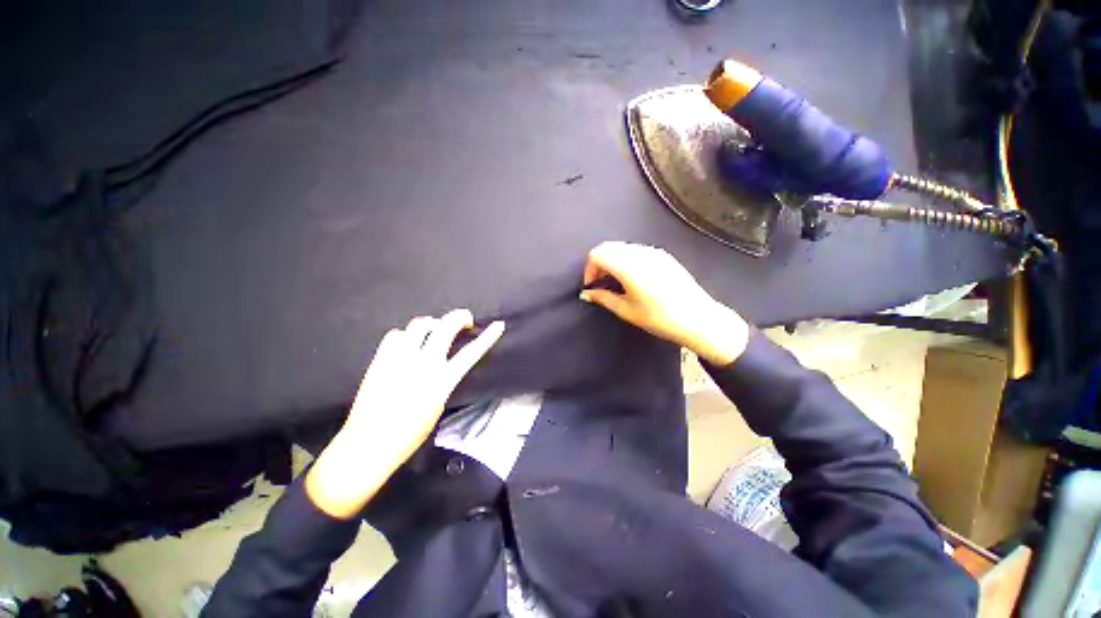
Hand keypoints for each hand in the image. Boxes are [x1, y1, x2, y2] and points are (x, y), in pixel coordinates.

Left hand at [306, 309, 503, 518]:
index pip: (471, 353)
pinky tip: (406, 344)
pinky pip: (396, 334)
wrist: (368, 444)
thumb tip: (445, 364)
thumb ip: (444, 380)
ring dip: (431, 325)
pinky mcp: (381, 359)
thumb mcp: (437, 406)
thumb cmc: (410, 433)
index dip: (487, 337)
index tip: (498, 325)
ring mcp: (400, 359)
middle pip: (445, 327)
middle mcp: (422, 364)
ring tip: (432, 333)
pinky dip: (405, 335)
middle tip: (464, 320)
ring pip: (420, 324)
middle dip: (459, 317)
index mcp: (441, 381)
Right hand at [580, 241, 748, 365]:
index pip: (597, 254)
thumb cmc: (660, 318)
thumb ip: (603, 298)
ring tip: (615, 282)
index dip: (589, 269)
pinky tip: (632, 278)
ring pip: (622, 247)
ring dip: (612, 260)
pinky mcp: (663, 255)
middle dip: (598, 263)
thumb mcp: (627, 311)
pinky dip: (625, 259)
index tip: (591, 286)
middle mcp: (640, 253)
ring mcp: (654, 252)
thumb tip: (586, 293)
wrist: (698, 319)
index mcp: (629, 266)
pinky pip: (636, 250)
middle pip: (608, 247)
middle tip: (600, 284)